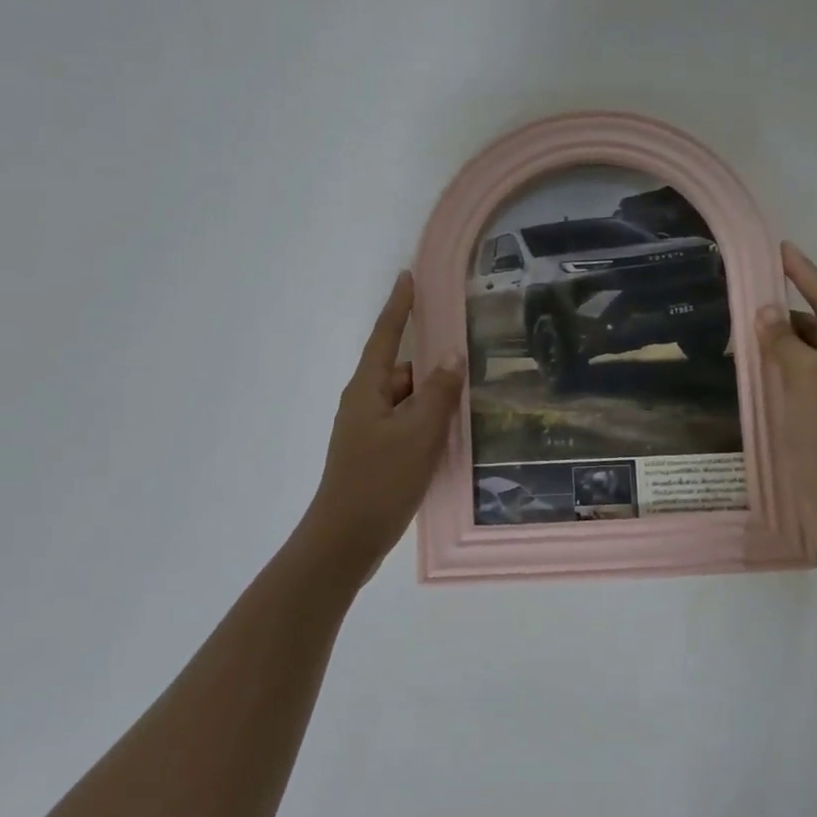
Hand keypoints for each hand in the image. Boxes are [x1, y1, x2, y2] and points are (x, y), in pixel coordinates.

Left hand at [302, 271, 463, 567]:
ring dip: (434, 401)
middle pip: (402, 371)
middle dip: (433, 367)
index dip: (399, 306)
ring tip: (471, 404)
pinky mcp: (377, 454)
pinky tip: (453, 437)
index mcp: (367, 389)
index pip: (386, 336)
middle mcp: (365, 403)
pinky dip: (428, 425)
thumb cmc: (379, 481)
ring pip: (408, 402)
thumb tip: (451, 356)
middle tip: (471, 361)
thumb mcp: (417, 434)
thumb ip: (437, 394)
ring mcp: (369, 431)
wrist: (345, 540)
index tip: (410, 276)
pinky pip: (407, 426)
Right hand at [757, 243, 816, 529]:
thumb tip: (766, 311)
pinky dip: (779, 369)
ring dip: (780, 343)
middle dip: (786, 316)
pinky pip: (800, 378)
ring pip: (807, 354)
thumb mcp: (806, 381)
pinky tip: (754, 366)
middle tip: (748, 299)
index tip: (781, 249)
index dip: (805, 275)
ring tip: (745, 333)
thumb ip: (784, 342)